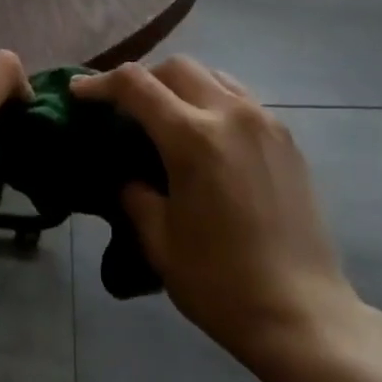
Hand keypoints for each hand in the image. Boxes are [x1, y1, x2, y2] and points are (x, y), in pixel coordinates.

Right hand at [72, 57, 360, 369]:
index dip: (100, 83)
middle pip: (177, 67)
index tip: (78, 92)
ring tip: (166, 116)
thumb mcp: (159, 241)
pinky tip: (207, 136)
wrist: (302, 313)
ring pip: (214, 76)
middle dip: (143, 78)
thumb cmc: (221, 283)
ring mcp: (265, 122)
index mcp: (193, 137)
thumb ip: (134, 194)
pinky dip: (213, 101)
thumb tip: (127, 174)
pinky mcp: (287, 139)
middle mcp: (231, 114)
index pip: (136, 85)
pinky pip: (242, 99)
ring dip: (181, 85)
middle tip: (124, 107)